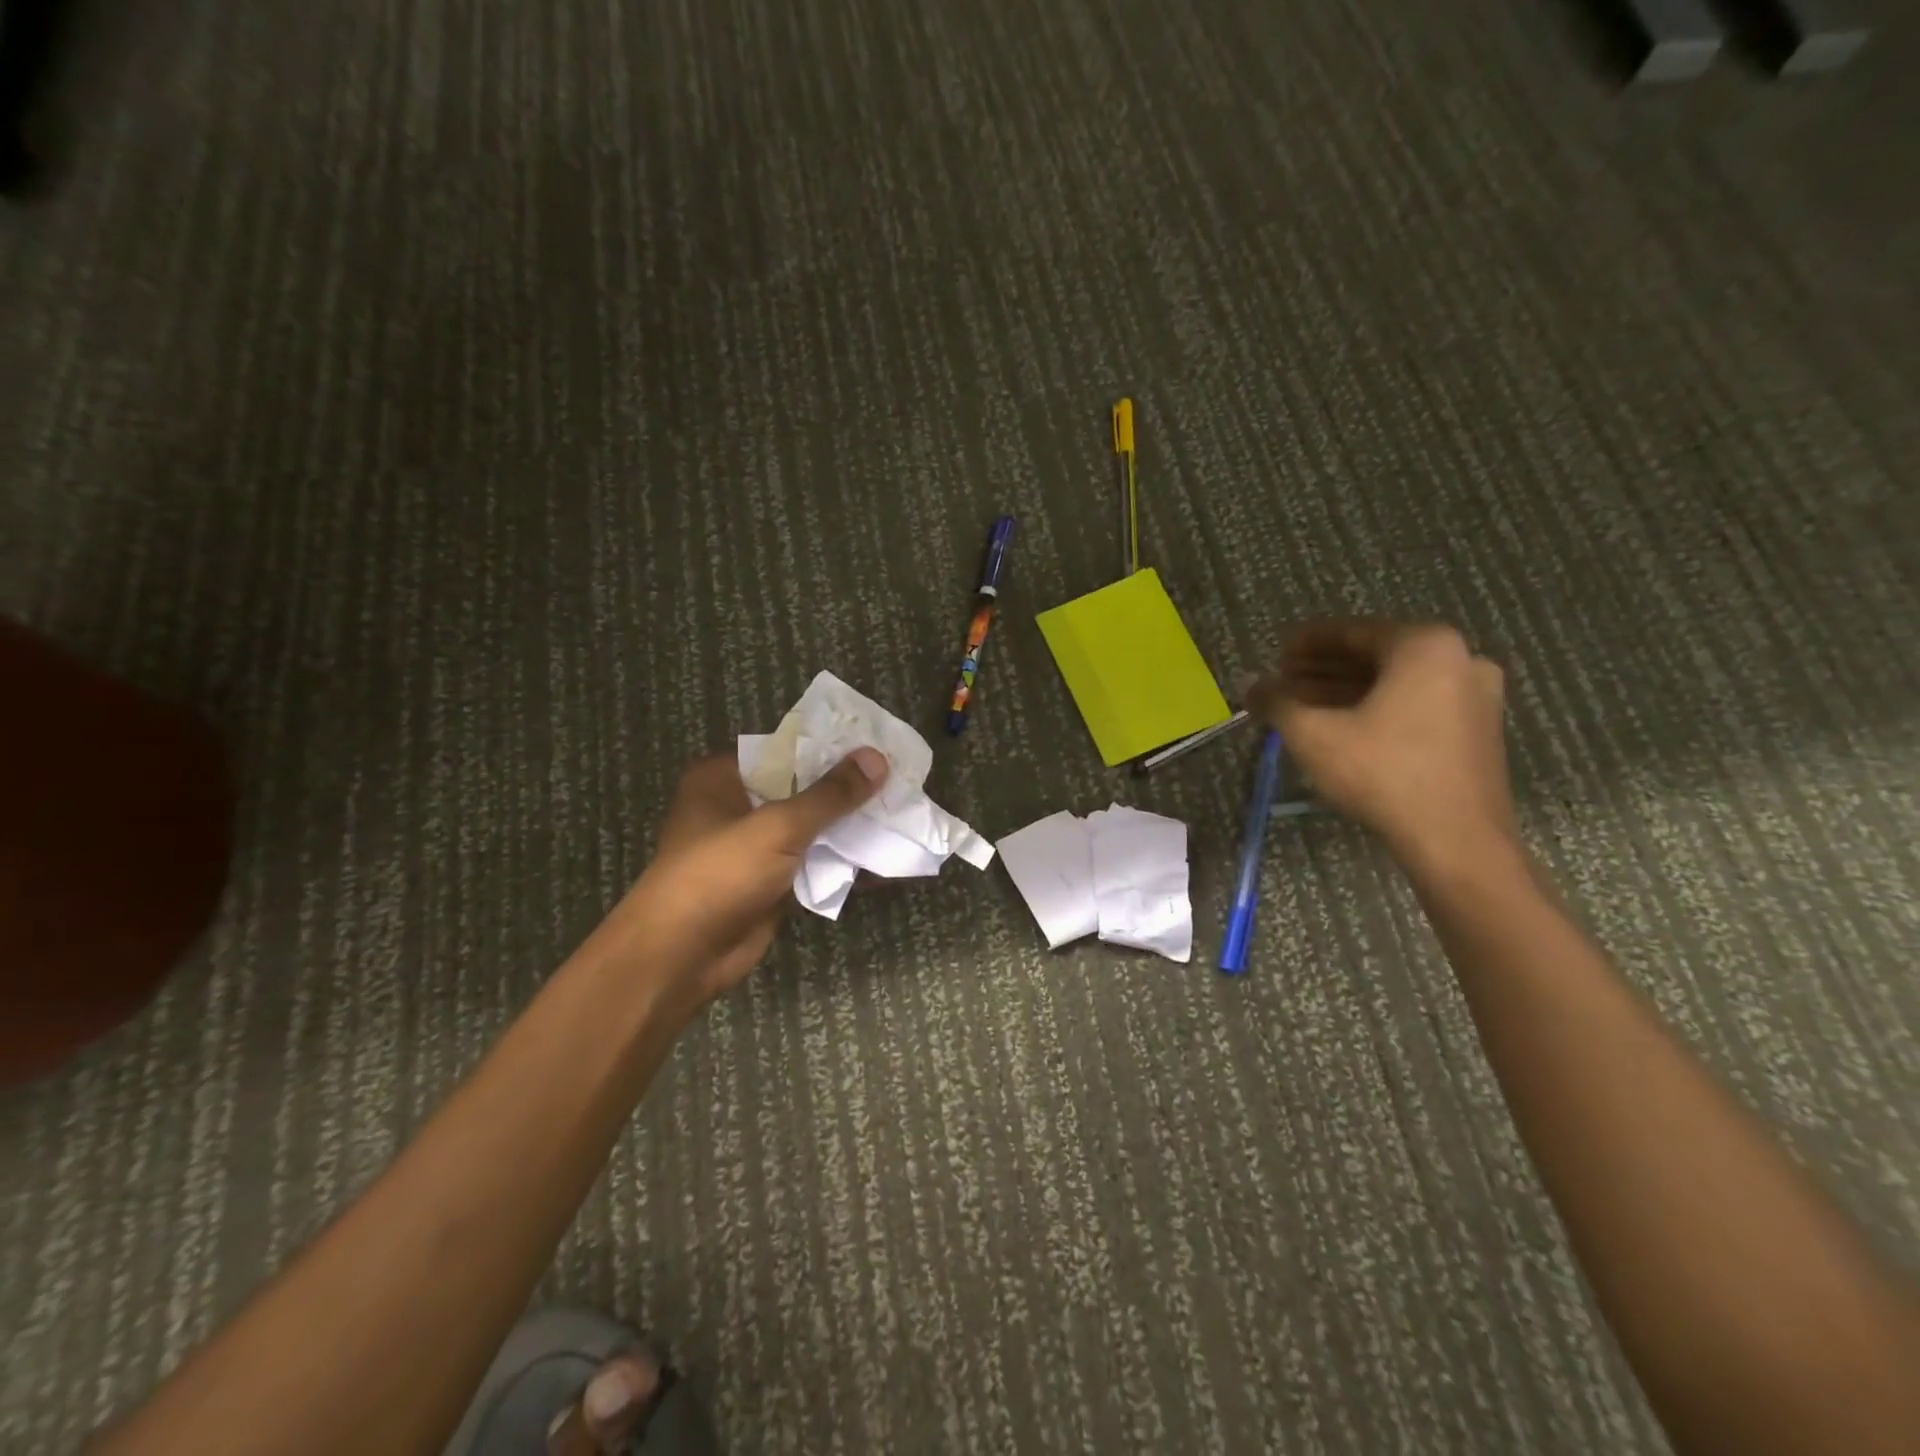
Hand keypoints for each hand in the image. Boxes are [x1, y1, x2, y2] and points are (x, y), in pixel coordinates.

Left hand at [586, 748, 888, 1006]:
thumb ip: (830, 794)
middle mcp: (738, 806)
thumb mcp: (777, 826)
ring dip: (850, 825)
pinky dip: (844, 860)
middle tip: (901, 778)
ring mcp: (755, 847)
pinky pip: (814, 863)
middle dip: (848, 789)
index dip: (831, 747)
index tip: (878, 745)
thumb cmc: (718, 875)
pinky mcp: (771, 882)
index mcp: (724, 777)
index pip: (786, 749)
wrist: (681, 958)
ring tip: (903, 812)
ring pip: (812, 827)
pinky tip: (885, 856)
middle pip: (803, 788)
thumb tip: (877, 759)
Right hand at [1248, 621, 1515, 871]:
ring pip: (1394, 684)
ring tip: (1302, 708)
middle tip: (1283, 683)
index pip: (1351, 632)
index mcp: (1424, 646)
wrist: (1456, 840)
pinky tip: (1339, 728)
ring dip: (1345, 692)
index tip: (1275, 654)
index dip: (1306, 642)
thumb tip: (1248, 683)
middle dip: (1323, 670)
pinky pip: (1414, 705)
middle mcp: (1459, 660)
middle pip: (1374, 657)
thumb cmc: (1382, 773)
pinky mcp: (1476, 731)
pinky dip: (1375, 709)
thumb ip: (1276, 702)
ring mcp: (1474, 696)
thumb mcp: (1313, 734)